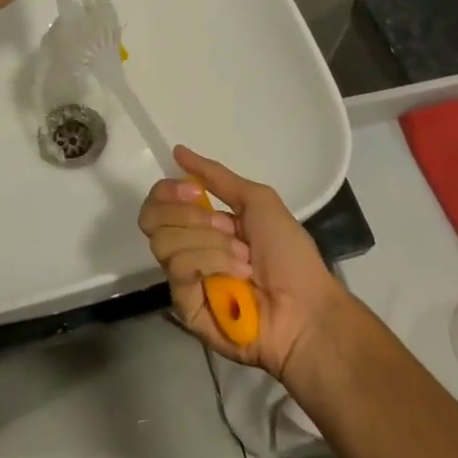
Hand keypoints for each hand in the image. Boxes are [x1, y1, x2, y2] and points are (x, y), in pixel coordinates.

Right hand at [138, 146, 347, 379]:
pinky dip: (211, 263)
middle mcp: (186, 249)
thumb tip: (178, 151)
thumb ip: (215, 176)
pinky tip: (237, 274)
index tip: (197, 192)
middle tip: (226, 226)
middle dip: (190, 215)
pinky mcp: (184, 307)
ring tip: (243, 258)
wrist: (306, 305)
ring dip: (210, 242)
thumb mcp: (258, 201)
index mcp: (200, 224)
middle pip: (151, 218)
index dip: (169, 191)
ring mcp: (183, 279)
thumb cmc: (288, 253)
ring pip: (164, 242)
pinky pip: (179, 270)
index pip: (158, 201)